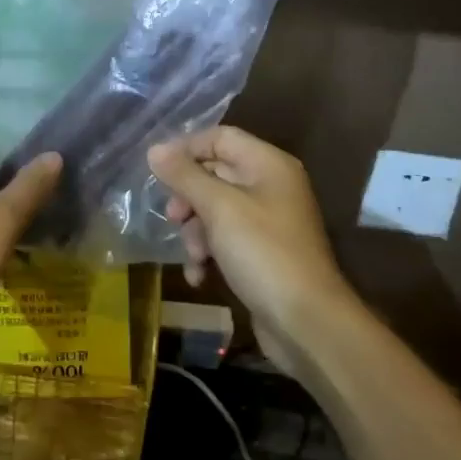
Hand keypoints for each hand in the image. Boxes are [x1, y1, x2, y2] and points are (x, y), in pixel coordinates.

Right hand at [148, 126, 353, 375]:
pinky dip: (209, 253)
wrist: (306, 322)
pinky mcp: (262, 253)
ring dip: (196, 231)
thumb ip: (185, 176)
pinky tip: (199, 276)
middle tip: (173, 218)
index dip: (186, 149)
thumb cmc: (263, 253)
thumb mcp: (219, 208)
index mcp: (268, 165)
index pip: (220, 137)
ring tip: (193, 256)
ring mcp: (268, 221)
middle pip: (215, 174)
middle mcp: (271, 186)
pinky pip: (226, 239)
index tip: (157, 172)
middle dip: (189, 198)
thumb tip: (154, 149)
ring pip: (216, 210)